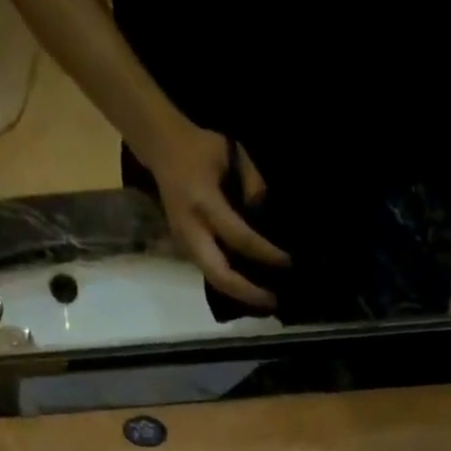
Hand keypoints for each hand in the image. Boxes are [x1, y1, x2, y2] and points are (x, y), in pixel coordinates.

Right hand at [144, 126, 289, 309]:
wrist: (162, 149)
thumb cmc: (200, 148)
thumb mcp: (231, 152)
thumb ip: (252, 183)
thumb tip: (266, 218)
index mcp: (203, 202)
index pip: (239, 237)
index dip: (265, 253)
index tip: (288, 263)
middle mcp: (191, 229)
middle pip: (220, 275)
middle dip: (248, 293)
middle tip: (274, 302)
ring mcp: (184, 244)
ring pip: (214, 280)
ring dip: (240, 295)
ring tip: (266, 301)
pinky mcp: (185, 251)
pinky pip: (211, 274)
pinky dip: (232, 285)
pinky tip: (251, 289)